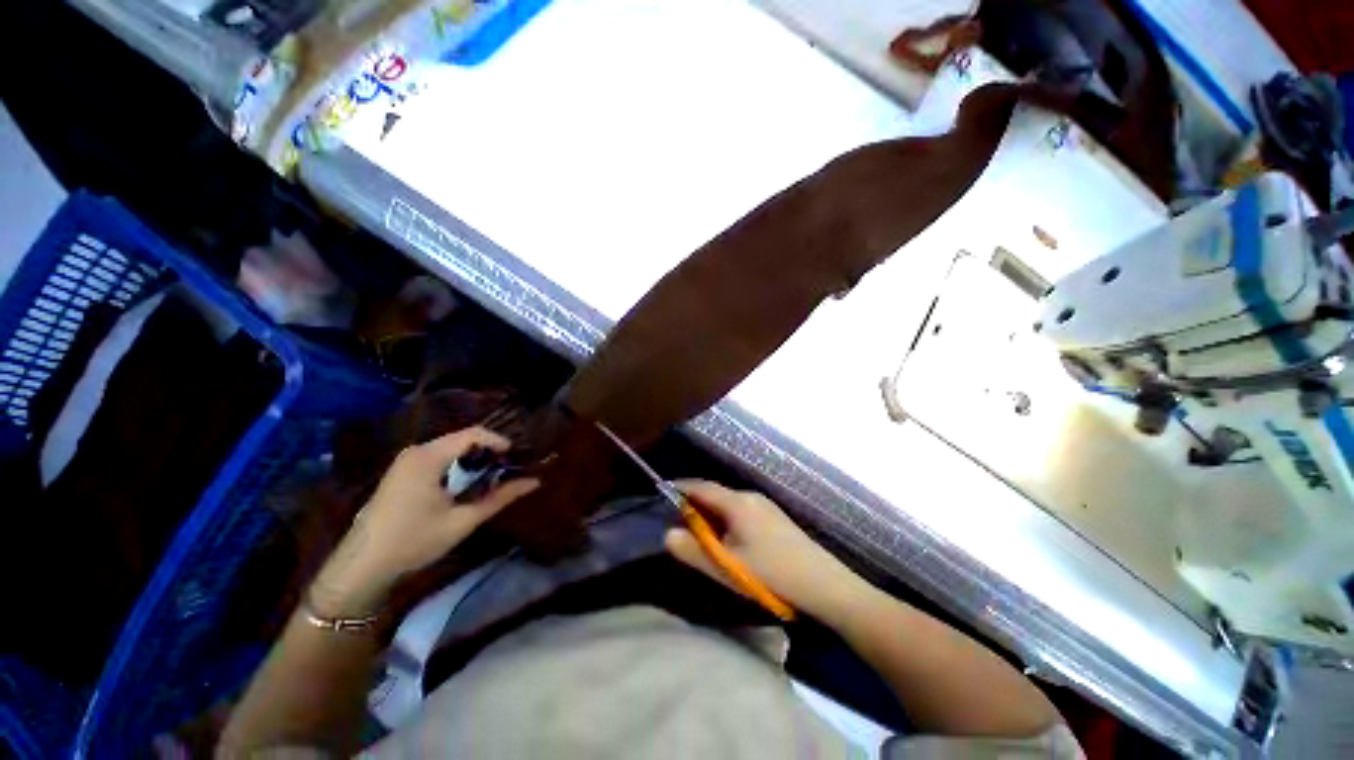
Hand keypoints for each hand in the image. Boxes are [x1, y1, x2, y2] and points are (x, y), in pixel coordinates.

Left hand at [311, 427, 538, 616]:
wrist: (361, 567)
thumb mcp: (463, 521)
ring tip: (491, 478)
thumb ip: (500, 498)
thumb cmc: (414, 542)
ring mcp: (405, 461)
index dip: (499, 442)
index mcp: (429, 457)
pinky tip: (464, 486)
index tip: (517, 458)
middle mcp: (416, 451)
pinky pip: (438, 458)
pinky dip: (457, 466)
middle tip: (507, 470)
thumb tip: (534, 482)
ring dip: (473, 460)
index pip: (473, 434)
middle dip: (488, 451)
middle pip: (462, 439)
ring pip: (451, 448)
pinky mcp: (401, 472)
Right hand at [664, 480, 868, 619]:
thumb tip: (668, 534)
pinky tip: (730, 539)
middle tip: (679, 520)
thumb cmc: (771, 573)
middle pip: (716, 494)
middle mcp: (751, 497)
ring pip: (729, 503)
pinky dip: (727, 519)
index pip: (702, 487)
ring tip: (701, 533)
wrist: (824, 585)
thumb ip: (694, 551)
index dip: (681, 488)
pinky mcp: (775, 517)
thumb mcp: (727, 566)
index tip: (664, 490)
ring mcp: (766, 506)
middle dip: (696, 504)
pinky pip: (742, 510)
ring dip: (712, 513)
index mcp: (737, 503)